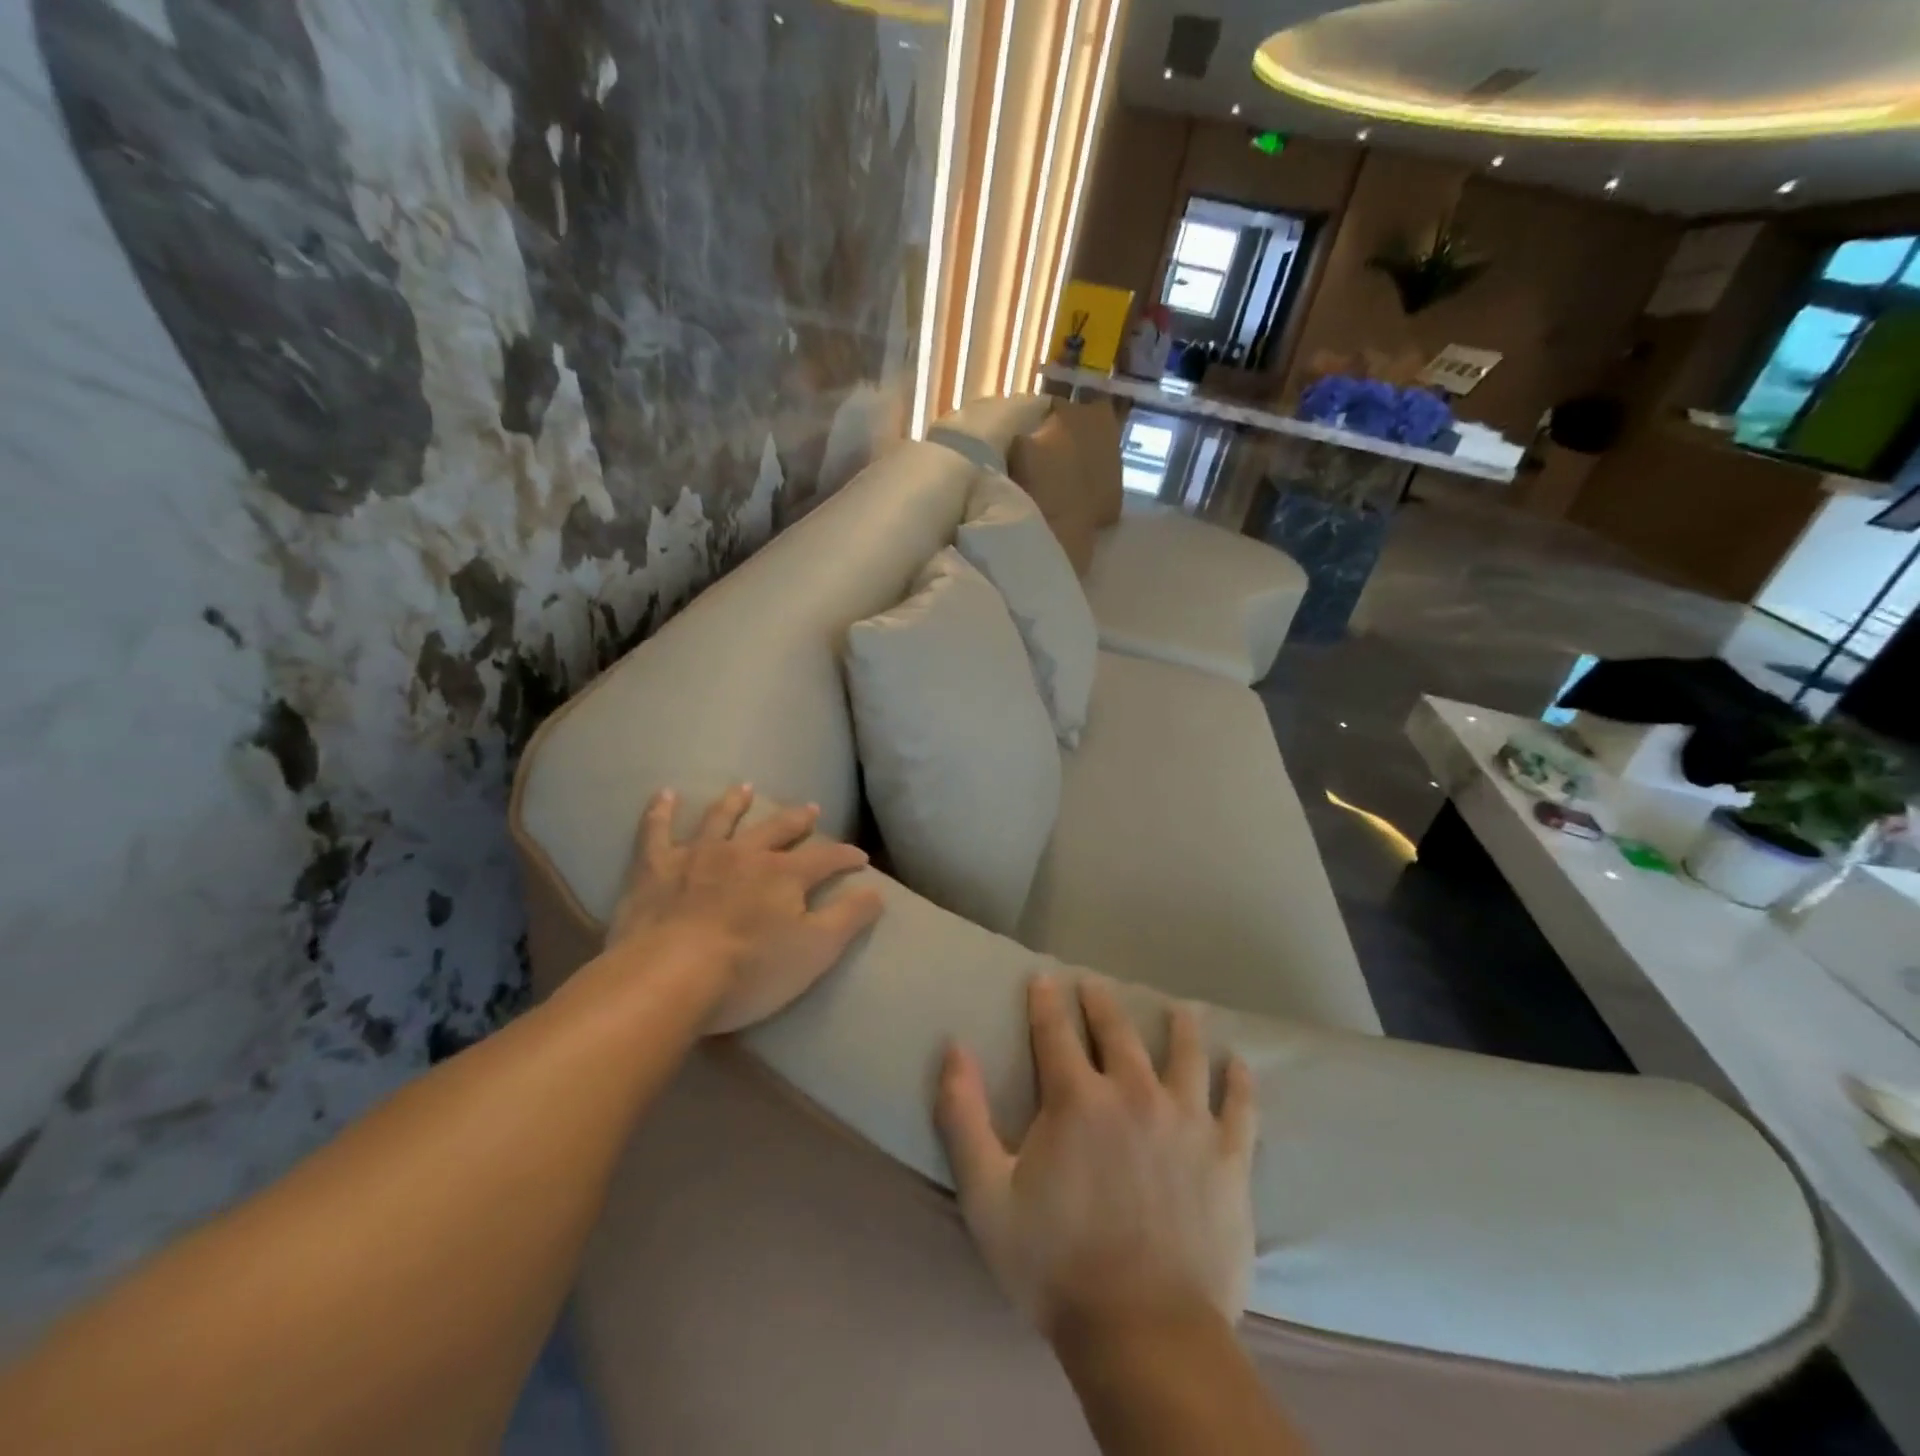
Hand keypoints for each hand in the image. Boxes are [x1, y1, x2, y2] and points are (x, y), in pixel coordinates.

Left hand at [605, 785, 884, 1033]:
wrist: (669, 978)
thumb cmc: (749, 971)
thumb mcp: (815, 951)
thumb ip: (849, 918)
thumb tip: (877, 890)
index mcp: (785, 874)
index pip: (826, 858)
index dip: (846, 856)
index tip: (861, 858)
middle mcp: (745, 854)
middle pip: (777, 829)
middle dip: (797, 820)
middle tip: (811, 809)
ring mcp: (698, 856)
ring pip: (721, 820)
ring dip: (735, 803)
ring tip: (744, 788)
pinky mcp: (655, 869)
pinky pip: (656, 831)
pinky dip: (660, 812)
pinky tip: (664, 794)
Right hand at [935, 976, 1257, 1340]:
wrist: (1146, 1335)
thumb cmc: (1056, 1265)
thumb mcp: (987, 1196)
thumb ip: (963, 1116)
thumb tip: (954, 1049)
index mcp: (1077, 1099)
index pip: (1055, 1032)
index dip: (1046, 1001)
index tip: (1044, 978)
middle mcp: (1134, 1093)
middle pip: (1118, 1031)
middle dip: (1102, 1002)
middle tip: (1097, 983)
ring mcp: (1187, 1122)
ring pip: (1186, 1054)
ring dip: (1179, 1026)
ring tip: (1178, 1008)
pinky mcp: (1228, 1157)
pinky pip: (1240, 1106)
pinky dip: (1239, 1081)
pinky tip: (1239, 1063)